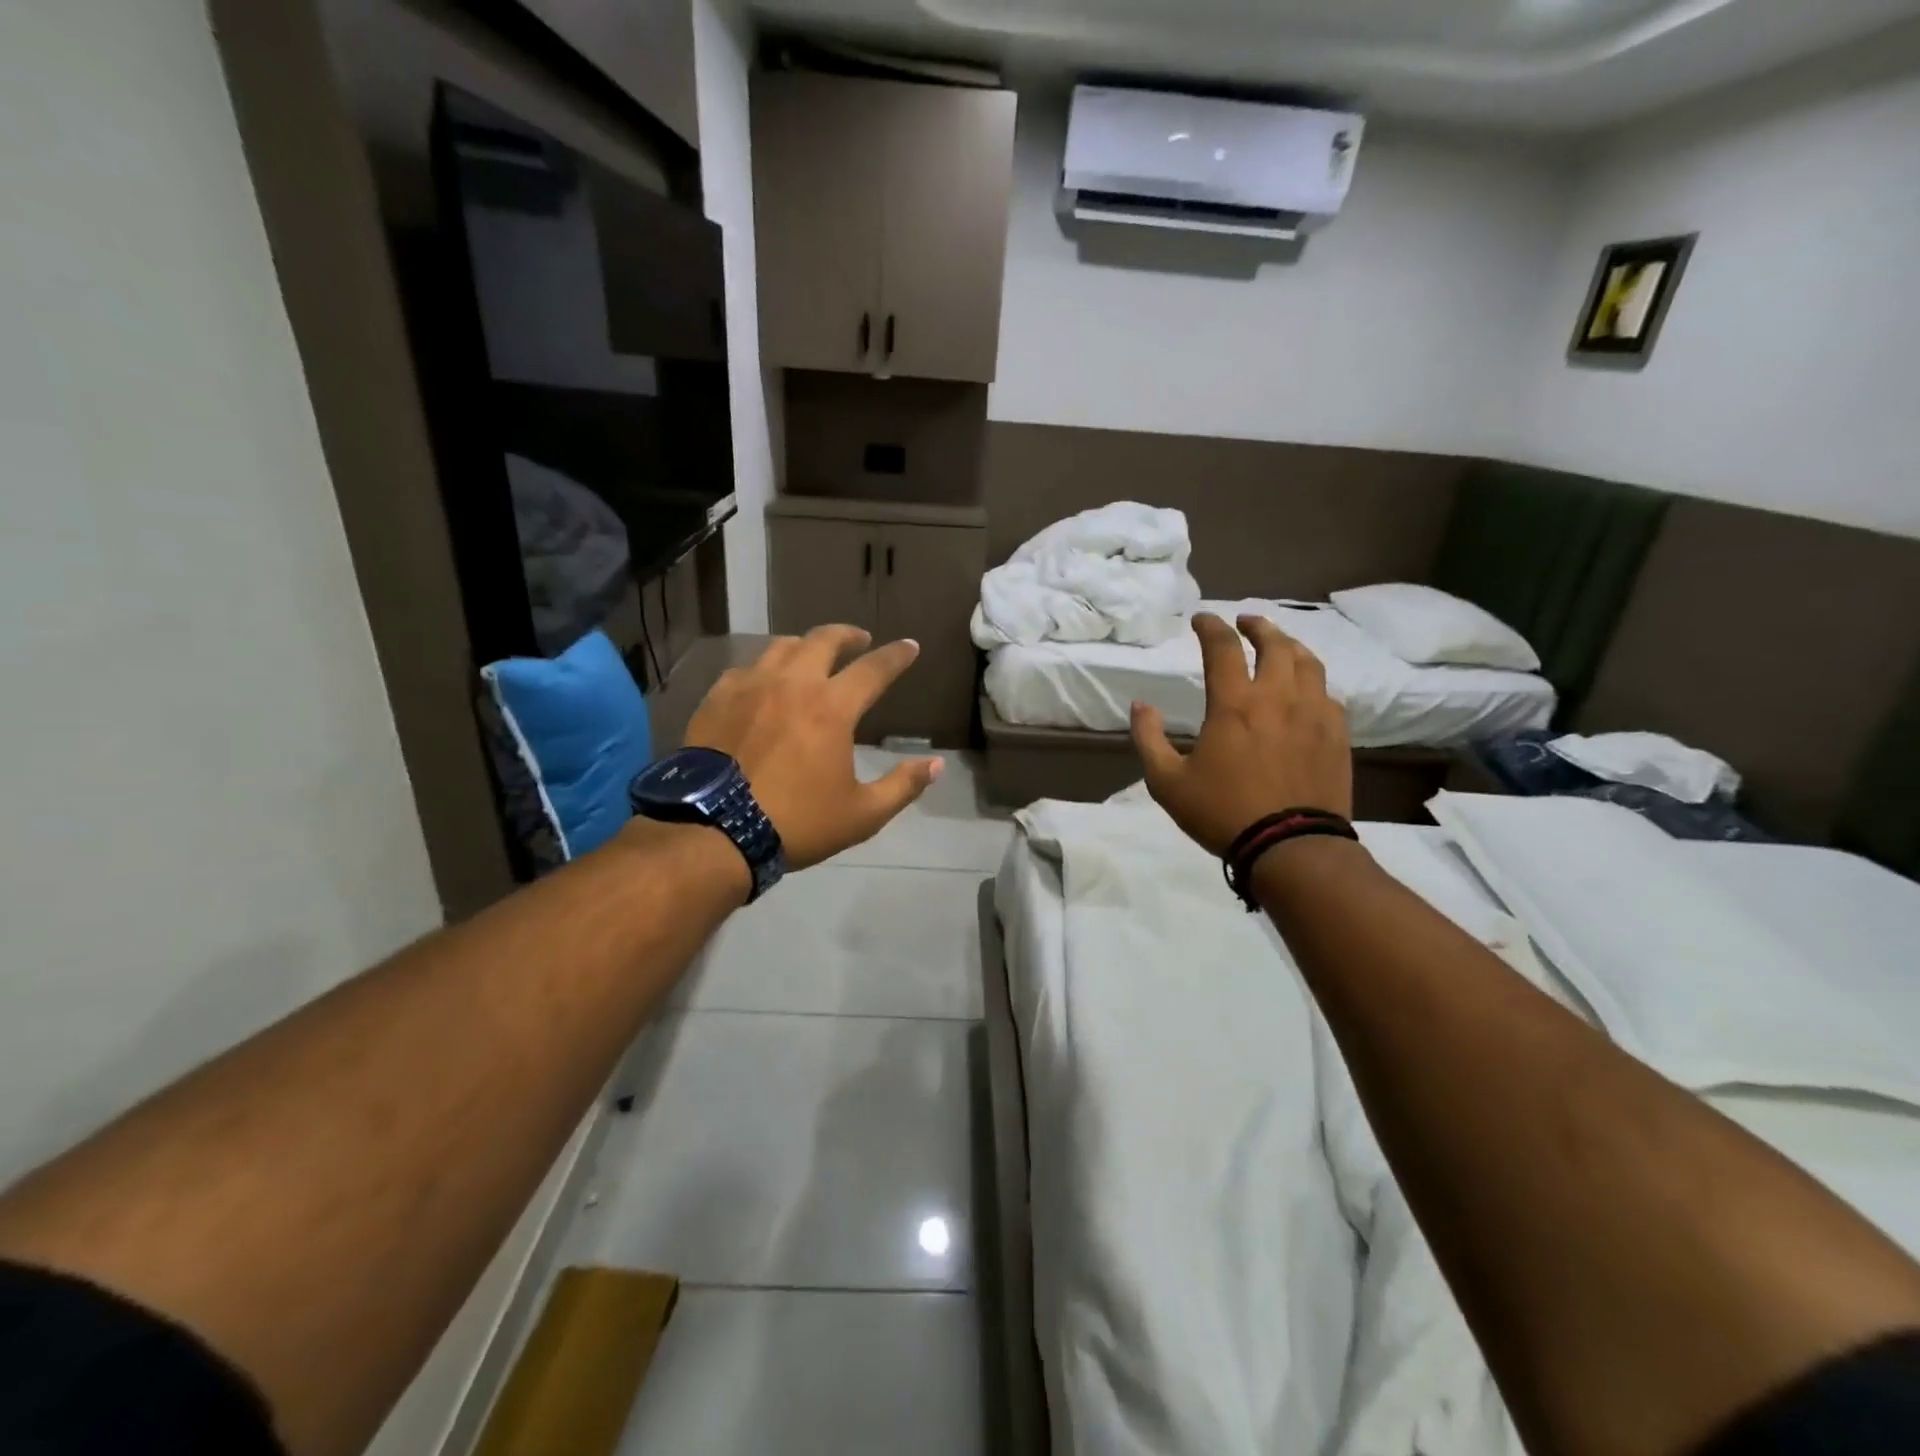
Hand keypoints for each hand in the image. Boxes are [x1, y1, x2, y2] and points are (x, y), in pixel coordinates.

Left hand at [682, 625, 943, 870]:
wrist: (714, 831)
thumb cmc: (796, 823)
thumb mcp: (862, 815)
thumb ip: (902, 785)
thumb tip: (936, 764)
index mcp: (832, 708)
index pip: (874, 669)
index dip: (897, 655)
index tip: (910, 646)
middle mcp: (793, 684)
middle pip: (824, 639)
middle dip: (848, 635)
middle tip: (860, 640)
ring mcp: (750, 686)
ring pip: (782, 646)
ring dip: (806, 645)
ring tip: (813, 654)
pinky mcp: (717, 699)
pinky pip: (745, 669)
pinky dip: (765, 668)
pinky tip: (764, 682)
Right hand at [1130, 612, 1351, 856]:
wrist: (1291, 847)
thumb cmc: (1222, 813)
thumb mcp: (1167, 782)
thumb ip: (1148, 739)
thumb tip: (1140, 706)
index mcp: (1235, 704)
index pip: (1223, 646)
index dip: (1210, 626)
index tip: (1201, 619)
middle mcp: (1278, 697)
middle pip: (1275, 643)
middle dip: (1257, 626)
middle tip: (1245, 622)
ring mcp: (1314, 714)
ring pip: (1309, 663)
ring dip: (1290, 646)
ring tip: (1280, 646)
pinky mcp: (1337, 735)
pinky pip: (1329, 695)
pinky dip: (1313, 683)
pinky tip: (1307, 692)